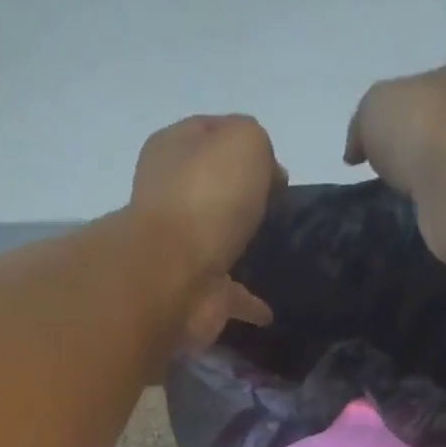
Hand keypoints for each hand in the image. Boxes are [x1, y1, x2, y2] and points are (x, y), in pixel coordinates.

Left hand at [131, 114, 282, 343]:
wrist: (173, 276)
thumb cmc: (205, 196)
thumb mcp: (244, 142)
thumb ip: (258, 146)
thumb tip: (267, 178)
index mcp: (172, 151)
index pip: (208, 134)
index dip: (242, 142)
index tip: (275, 165)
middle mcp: (170, 200)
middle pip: (210, 191)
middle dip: (238, 197)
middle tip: (274, 206)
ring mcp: (180, 252)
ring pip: (216, 245)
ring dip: (238, 249)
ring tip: (272, 252)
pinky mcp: (195, 296)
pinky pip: (229, 297)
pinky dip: (247, 304)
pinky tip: (268, 312)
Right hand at [344, 53, 445, 263]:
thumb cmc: (427, 128)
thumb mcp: (376, 107)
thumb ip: (363, 124)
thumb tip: (356, 151)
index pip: (441, 85)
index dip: (411, 111)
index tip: (388, 141)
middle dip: (427, 149)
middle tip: (396, 176)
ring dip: (437, 184)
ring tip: (406, 204)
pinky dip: (445, 213)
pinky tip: (426, 221)